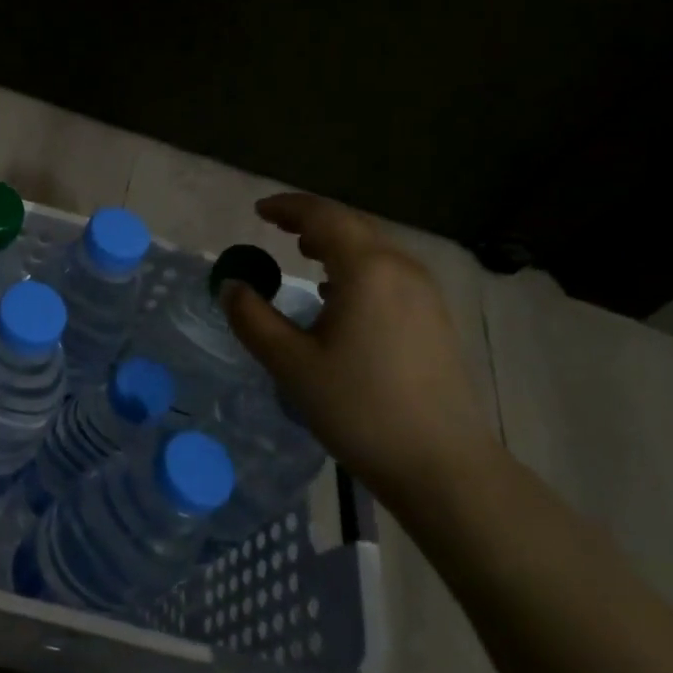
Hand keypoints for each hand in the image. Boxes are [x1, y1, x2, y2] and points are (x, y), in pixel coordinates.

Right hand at [222, 193, 502, 514]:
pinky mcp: (434, 318)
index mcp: (366, 270)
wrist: (441, 464)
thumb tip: (231, 286)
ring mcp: (424, 294)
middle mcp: (401, 269)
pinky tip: (339, 295)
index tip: (258, 211)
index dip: (288, 208)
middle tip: (276, 226)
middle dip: (312, 221)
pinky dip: (356, 267)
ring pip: (374, 249)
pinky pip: (389, 272)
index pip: (324, 217)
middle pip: (352, 226)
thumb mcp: (291, 364)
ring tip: (303, 253)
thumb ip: (253, 319)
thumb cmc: (359, 409)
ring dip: (336, 243)